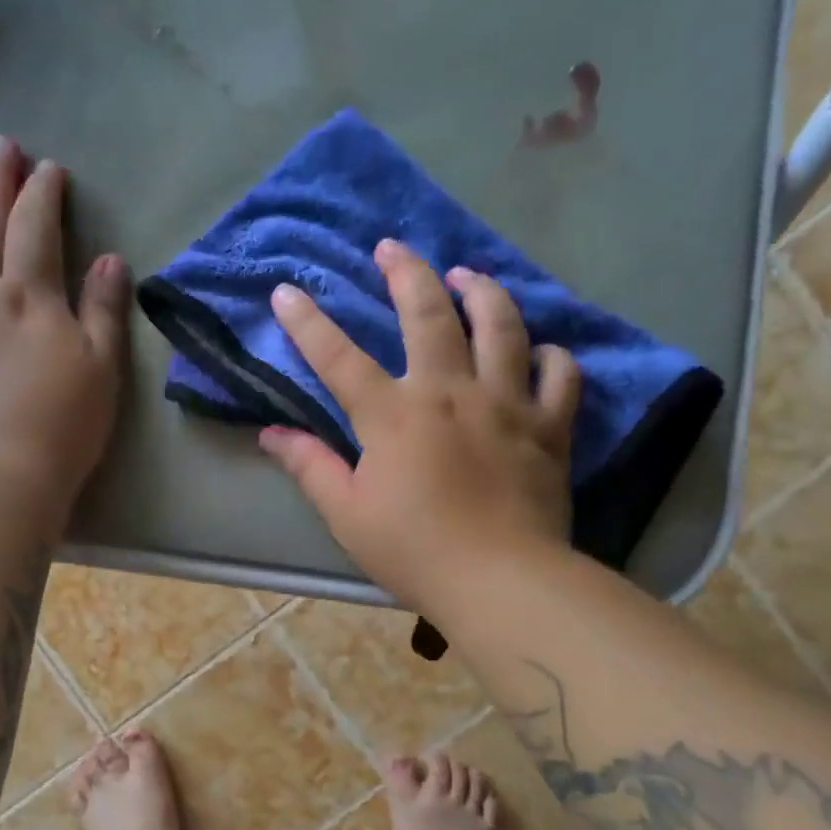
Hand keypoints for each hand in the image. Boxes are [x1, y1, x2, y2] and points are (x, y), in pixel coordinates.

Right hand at [260, 240, 579, 612]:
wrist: (501, 582)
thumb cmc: (414, 551)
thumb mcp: (347, 515)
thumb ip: (311, 467)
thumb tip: (272, 434)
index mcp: (393, 416)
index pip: (339, 358)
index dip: (308, 323)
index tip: (286, 291)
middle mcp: (450, 393)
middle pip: (428, 315)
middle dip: (405, 273)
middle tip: (391, 247)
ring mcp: (505, 404)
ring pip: (501, 327)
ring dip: (482, 292)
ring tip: (467, 274)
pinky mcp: (548, 427)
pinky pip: (558, 375)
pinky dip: (551, 354)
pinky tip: (541, 347)